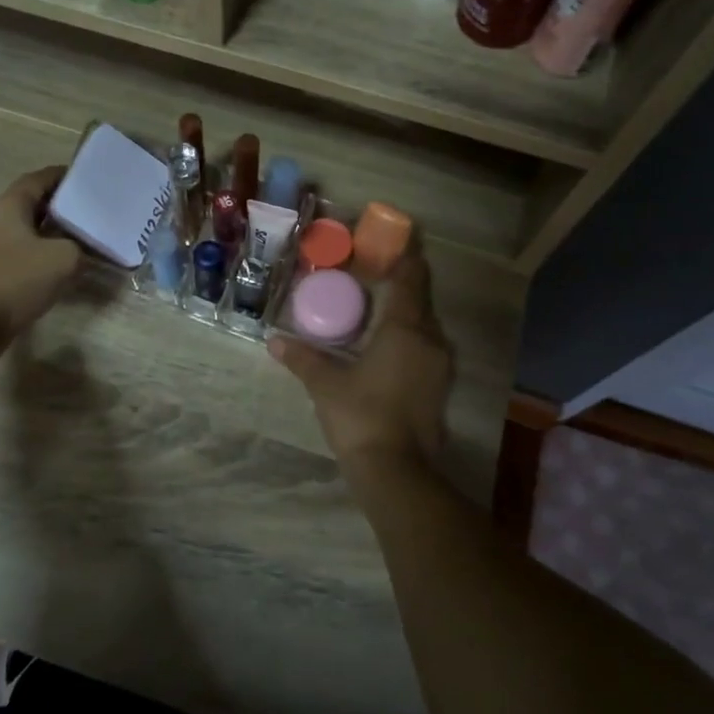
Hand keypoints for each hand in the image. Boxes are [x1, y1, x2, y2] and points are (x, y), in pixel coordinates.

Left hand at [0, 166, 80, 364]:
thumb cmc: (16, 280)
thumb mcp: (64, 259)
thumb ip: (80, 246)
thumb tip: (81, 247)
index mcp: (7, 205)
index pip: (38, 179)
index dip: (64, 176)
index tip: (89, 179)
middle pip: (30, 203)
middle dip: (60, 206)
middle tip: (89, 212)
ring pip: (23, 229)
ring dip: (49, 233)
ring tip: (79, 240)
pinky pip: (16, 252)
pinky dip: (37, 253)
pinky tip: (57, 267)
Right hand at [269, 252, 451, 490]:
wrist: (396, 471)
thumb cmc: (360, 416)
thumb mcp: (325, 384)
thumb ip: (303, 358)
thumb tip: (275, 341)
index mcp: (405, 329)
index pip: (410, 279)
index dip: (405, 258)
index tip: (394, 242)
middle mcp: (430, 340)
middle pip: (420, 301)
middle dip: (401, 285)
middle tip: (374, 275)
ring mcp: (439, 366)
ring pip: (424, 327)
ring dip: (406, 315)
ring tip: (376, 310)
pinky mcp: (439, 388)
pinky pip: (426, 348)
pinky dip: (409, 339)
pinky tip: (386, 347)